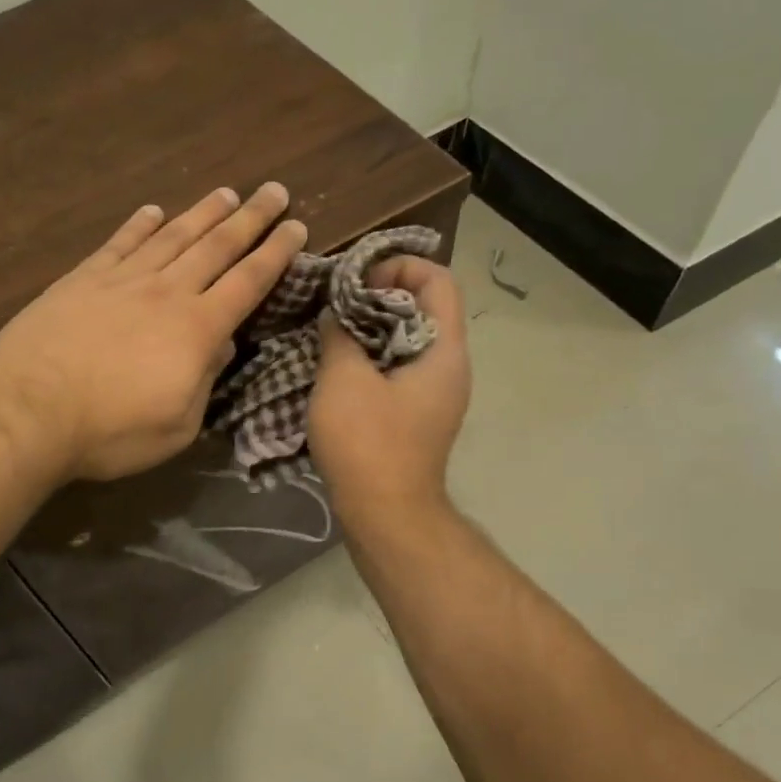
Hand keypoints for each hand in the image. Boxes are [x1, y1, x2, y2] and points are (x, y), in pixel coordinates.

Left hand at [0, 184, 306, 479]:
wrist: (29, 411)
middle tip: (273, 190)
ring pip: (172, 236)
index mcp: (197, 330)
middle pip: (217, 247)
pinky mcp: (82, 279)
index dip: (276, 254)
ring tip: (226, 193)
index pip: (248, 282)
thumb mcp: (177, 426)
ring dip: (202, 213)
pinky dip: (139, 224)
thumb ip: (204, 381)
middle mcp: (166, 293)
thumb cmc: (110, 432)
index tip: (297, 227)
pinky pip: (119, 243)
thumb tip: (222, 345)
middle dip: (250, 218)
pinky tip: (153, 211)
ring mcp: (122, 280)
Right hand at [307, 257, 469, 518]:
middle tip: (337, 303)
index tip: (357, 280)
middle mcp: (449, 367)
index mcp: (444, 350)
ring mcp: (435, 394)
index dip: (399, 266)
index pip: (439, 280)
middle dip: (379, 296)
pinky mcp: (417, 416)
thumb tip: (338, 314)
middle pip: (424, 308)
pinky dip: (371, 358)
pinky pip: (398, 369)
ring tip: (331, 331)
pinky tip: (337, 367)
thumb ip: (341, 335)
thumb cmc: (368, 443)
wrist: (386, 516)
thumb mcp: (344, 380)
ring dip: (371, 329)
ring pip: (407, 340)